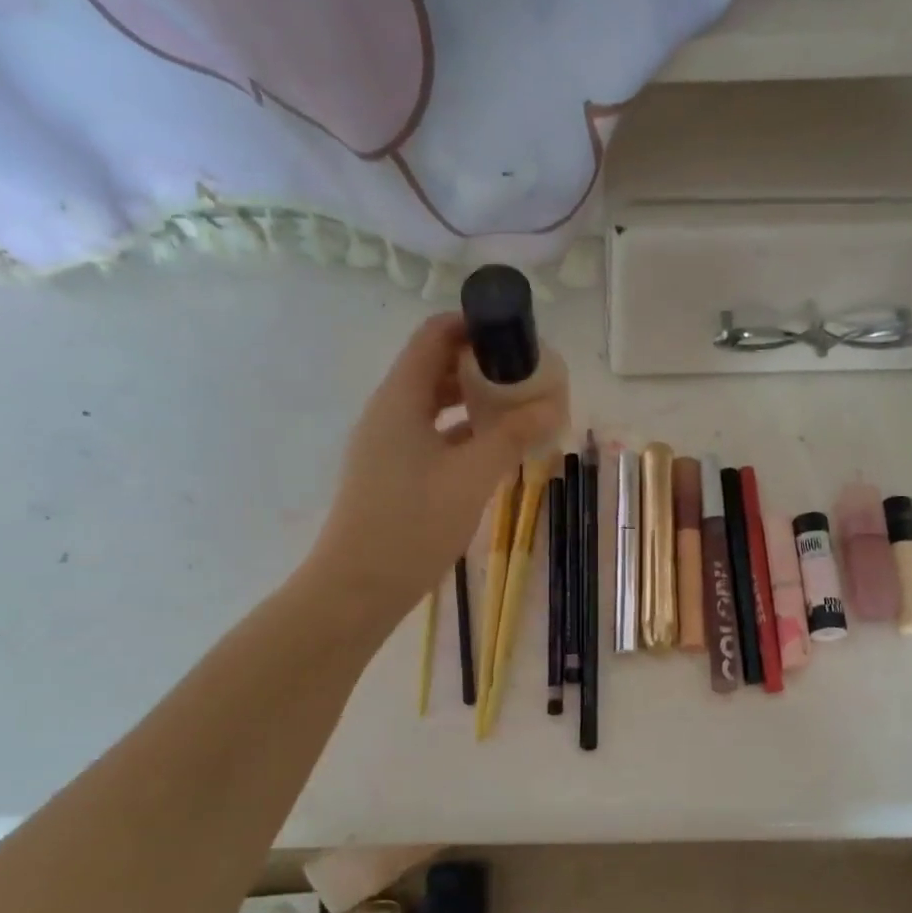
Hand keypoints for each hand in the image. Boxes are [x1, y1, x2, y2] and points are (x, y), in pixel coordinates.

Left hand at [312, 314, 565, 627]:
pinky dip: (462, 431)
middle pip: (435, 366)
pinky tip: (495, 446)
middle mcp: (390, 411)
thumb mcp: (471, 477)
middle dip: (481, 364)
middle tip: (527, 374)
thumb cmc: (412, 525)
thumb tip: (553, 406)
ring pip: (434, 403)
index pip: (434, 336)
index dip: (474, 325)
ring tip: (518, 407)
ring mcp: (388, 443)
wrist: (358, 587)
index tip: (516, 335)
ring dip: (474, 399)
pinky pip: (432, 434)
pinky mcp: (393, 471)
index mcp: (400, 398)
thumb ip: (512, 436)